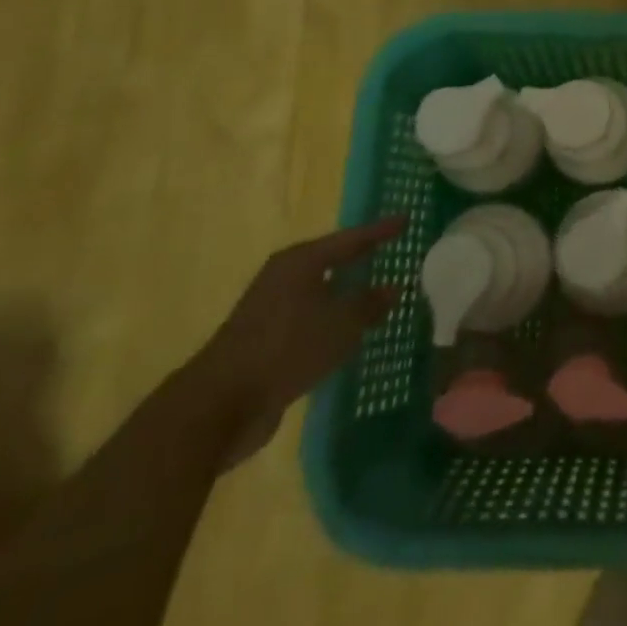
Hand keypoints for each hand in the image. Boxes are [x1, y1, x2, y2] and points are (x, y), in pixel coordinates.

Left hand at [186, 217, 405, 463]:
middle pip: (331, 261)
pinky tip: (348, 333)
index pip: (351, 238)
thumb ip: (369, 304)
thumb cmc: (286, 348)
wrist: (219, 406)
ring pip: (320, 293)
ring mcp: (271, 310)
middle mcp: (284, 278)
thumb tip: (393, 288)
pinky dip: (331, 322)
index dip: (380, 230)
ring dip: (346, 294)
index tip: (406, 219)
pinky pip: (310, 321)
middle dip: (361, 259)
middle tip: (392, 253)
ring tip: (377, 294)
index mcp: (300, 261)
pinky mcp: (265, 342)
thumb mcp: (340, 324)